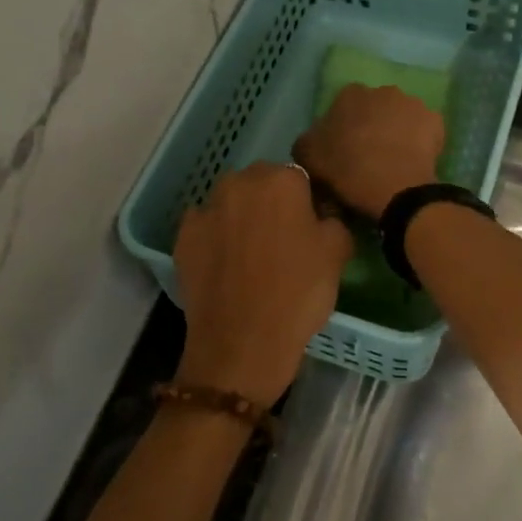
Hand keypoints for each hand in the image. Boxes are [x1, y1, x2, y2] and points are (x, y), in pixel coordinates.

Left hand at [173, 162, 353, 405]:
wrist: (242, 342)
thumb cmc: (298, 293)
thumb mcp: (338, 253)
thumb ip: (333, 220)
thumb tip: (321, 215)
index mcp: (281, 180)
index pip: (299, 178)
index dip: (307, 202)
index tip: (310, 229)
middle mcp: (239, 183)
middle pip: (261, 184)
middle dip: (271, 203)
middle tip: (282, 240)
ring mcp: (206, 208)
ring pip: (231, 203)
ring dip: (241, 217)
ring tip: (251, 255)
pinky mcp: (183, 236)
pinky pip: (206, 227)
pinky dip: (215, 238)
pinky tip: (226, 265)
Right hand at [294, 84, 444, 218]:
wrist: (395, 188)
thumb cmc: (347, 170)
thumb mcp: (308, 158)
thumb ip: (308, 141)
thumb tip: (315, 139)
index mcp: (350, 94)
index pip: (343, 106)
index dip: (343, 127)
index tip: (343, 149)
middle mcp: (382, 90)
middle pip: (375, 107)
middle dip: (372, 124)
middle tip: (368, 154)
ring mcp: (413, 103)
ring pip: (401, 116)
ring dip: (396, 130)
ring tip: (393, 159)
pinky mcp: (436, 121)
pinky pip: (424, 130)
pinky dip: (419, 142)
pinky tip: (413, 161)